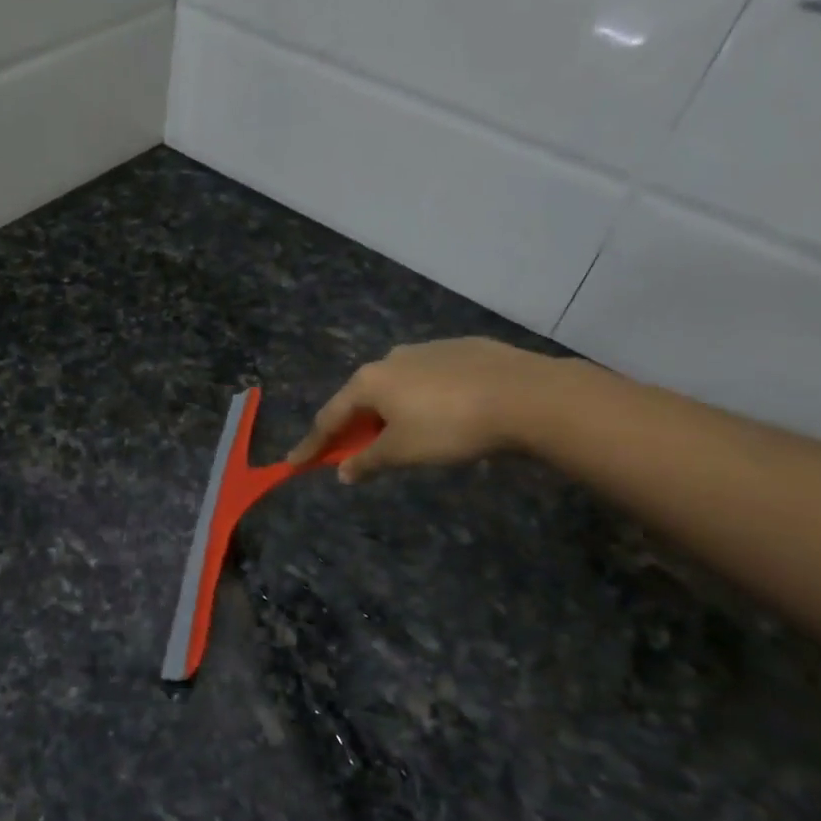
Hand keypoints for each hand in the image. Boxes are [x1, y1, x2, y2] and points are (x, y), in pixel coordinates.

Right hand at [287, 338, 554, 482]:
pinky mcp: (463, 349)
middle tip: (354, 451)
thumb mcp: (403, 452)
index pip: (329, 417)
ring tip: (404, 434)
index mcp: (370, 381)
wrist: (526, 395)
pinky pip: (430, 378)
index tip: (294, 463)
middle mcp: (392, 358)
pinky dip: (424, 398)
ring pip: (397, 385)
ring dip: (391, 411)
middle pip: (362, 398)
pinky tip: (444, 412)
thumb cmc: (451, 427)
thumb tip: (344, 471)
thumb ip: (368, 461)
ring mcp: (428, 349)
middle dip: (354, 426)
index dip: (312, 444)